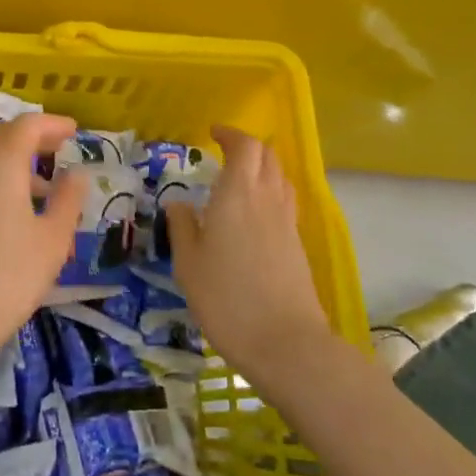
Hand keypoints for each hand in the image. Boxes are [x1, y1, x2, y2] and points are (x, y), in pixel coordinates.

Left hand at [0, 113, 88, 363]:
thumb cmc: (10, 276)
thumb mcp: (53, 239)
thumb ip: (68, 199)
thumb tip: (77, 173)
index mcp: (1, 165)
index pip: (27, 126)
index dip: (53, 124)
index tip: (75, 132)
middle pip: (3, 137)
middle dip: (34, 138)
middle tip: (61, 149)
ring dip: (17, 161)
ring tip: (47, 188)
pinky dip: (1, 180)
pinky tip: (18, 212)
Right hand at [165, 125, 333, 385]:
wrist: (284, 343)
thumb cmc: (225, 299)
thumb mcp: (188, 263)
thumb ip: (182, 227)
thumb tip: (178, 202)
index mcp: (237, 194)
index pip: (244, 147)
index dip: (230, 134)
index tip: (213, 133)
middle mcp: (267, 199)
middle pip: (268, 156)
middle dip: (247, 146)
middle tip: (224, 152)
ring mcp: (287, 222)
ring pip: (280, 177)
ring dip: (262, 167)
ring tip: (240, 178)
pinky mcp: (297, 244)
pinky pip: (285, 201)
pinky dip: (270, 192)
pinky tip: (254, 213)